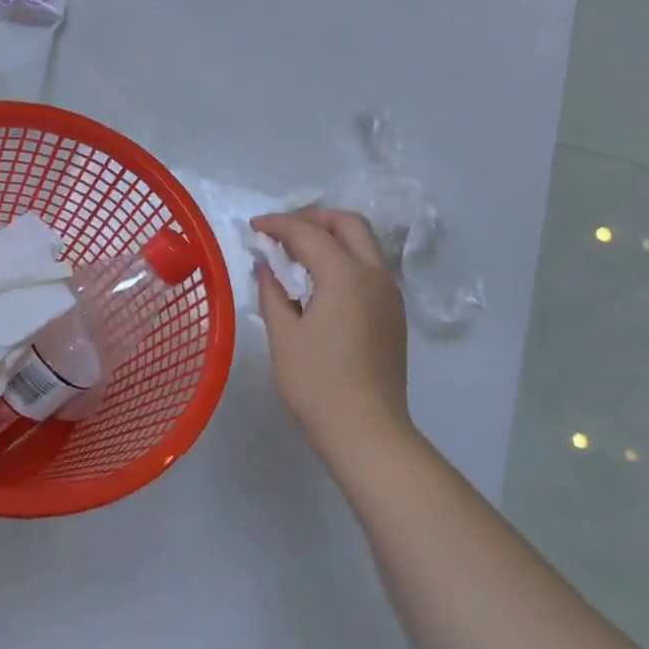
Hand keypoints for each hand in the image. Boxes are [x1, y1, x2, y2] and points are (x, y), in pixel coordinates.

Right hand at [251, 208, 410, 451]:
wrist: (367, 431)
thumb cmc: (317, 384)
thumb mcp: (284, 336)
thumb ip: (273, 292)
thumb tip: (268, 267)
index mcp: (345, 275)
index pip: (308, 233)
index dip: (278, 225)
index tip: (254, 227)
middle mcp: (375, 275)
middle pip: (349, 224)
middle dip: (314, 218)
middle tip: (282, 231)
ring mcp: (390, 294)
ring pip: (365, 244)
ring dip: (332, 237)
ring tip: (299, 253)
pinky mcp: (394, 314)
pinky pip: (370, 268)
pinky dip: (345, 258)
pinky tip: (322, 281)